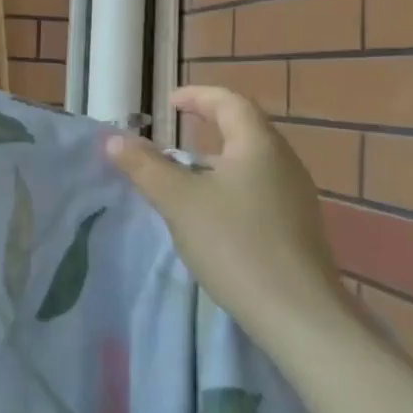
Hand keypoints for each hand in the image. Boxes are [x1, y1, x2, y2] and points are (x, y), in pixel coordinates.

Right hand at [105, 86, 358, 351]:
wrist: (299, 316)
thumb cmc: (235, 244)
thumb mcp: (178, 201)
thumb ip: (144, 166)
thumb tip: (113, 139)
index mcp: (259, 146)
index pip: (229, 102)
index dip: (197, 96)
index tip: (168, 103)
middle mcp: (284, 164)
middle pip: (244, 130)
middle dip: (207, 126)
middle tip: (171, 135)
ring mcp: (296, 198)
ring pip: (251, 163)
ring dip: (216, 160)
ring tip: (183, 175)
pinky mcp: (297, 229)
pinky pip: (258, 191)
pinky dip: (229, 187)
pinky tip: (211, 215)